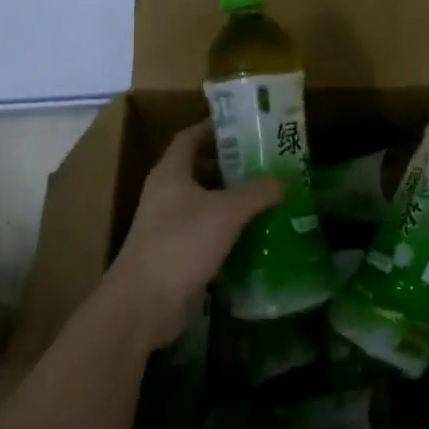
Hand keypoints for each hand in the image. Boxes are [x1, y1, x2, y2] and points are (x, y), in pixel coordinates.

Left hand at [106, 121, 282, 346]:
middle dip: (230, 164)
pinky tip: (256, 233)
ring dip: (232, 198)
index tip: (243, 125)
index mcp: (170, 173)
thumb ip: (257, 192)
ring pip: (205, 203)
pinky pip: (207, 232)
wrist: (144, 304)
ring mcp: (169, 226)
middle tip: (265, 161)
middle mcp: (166, 194)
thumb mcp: (226, 212)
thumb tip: (284, 179)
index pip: (189, 137)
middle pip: (199, 169)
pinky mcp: (177, 254)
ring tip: (268, 194)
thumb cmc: (180, 244)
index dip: (213, 127)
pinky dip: (229, 229)